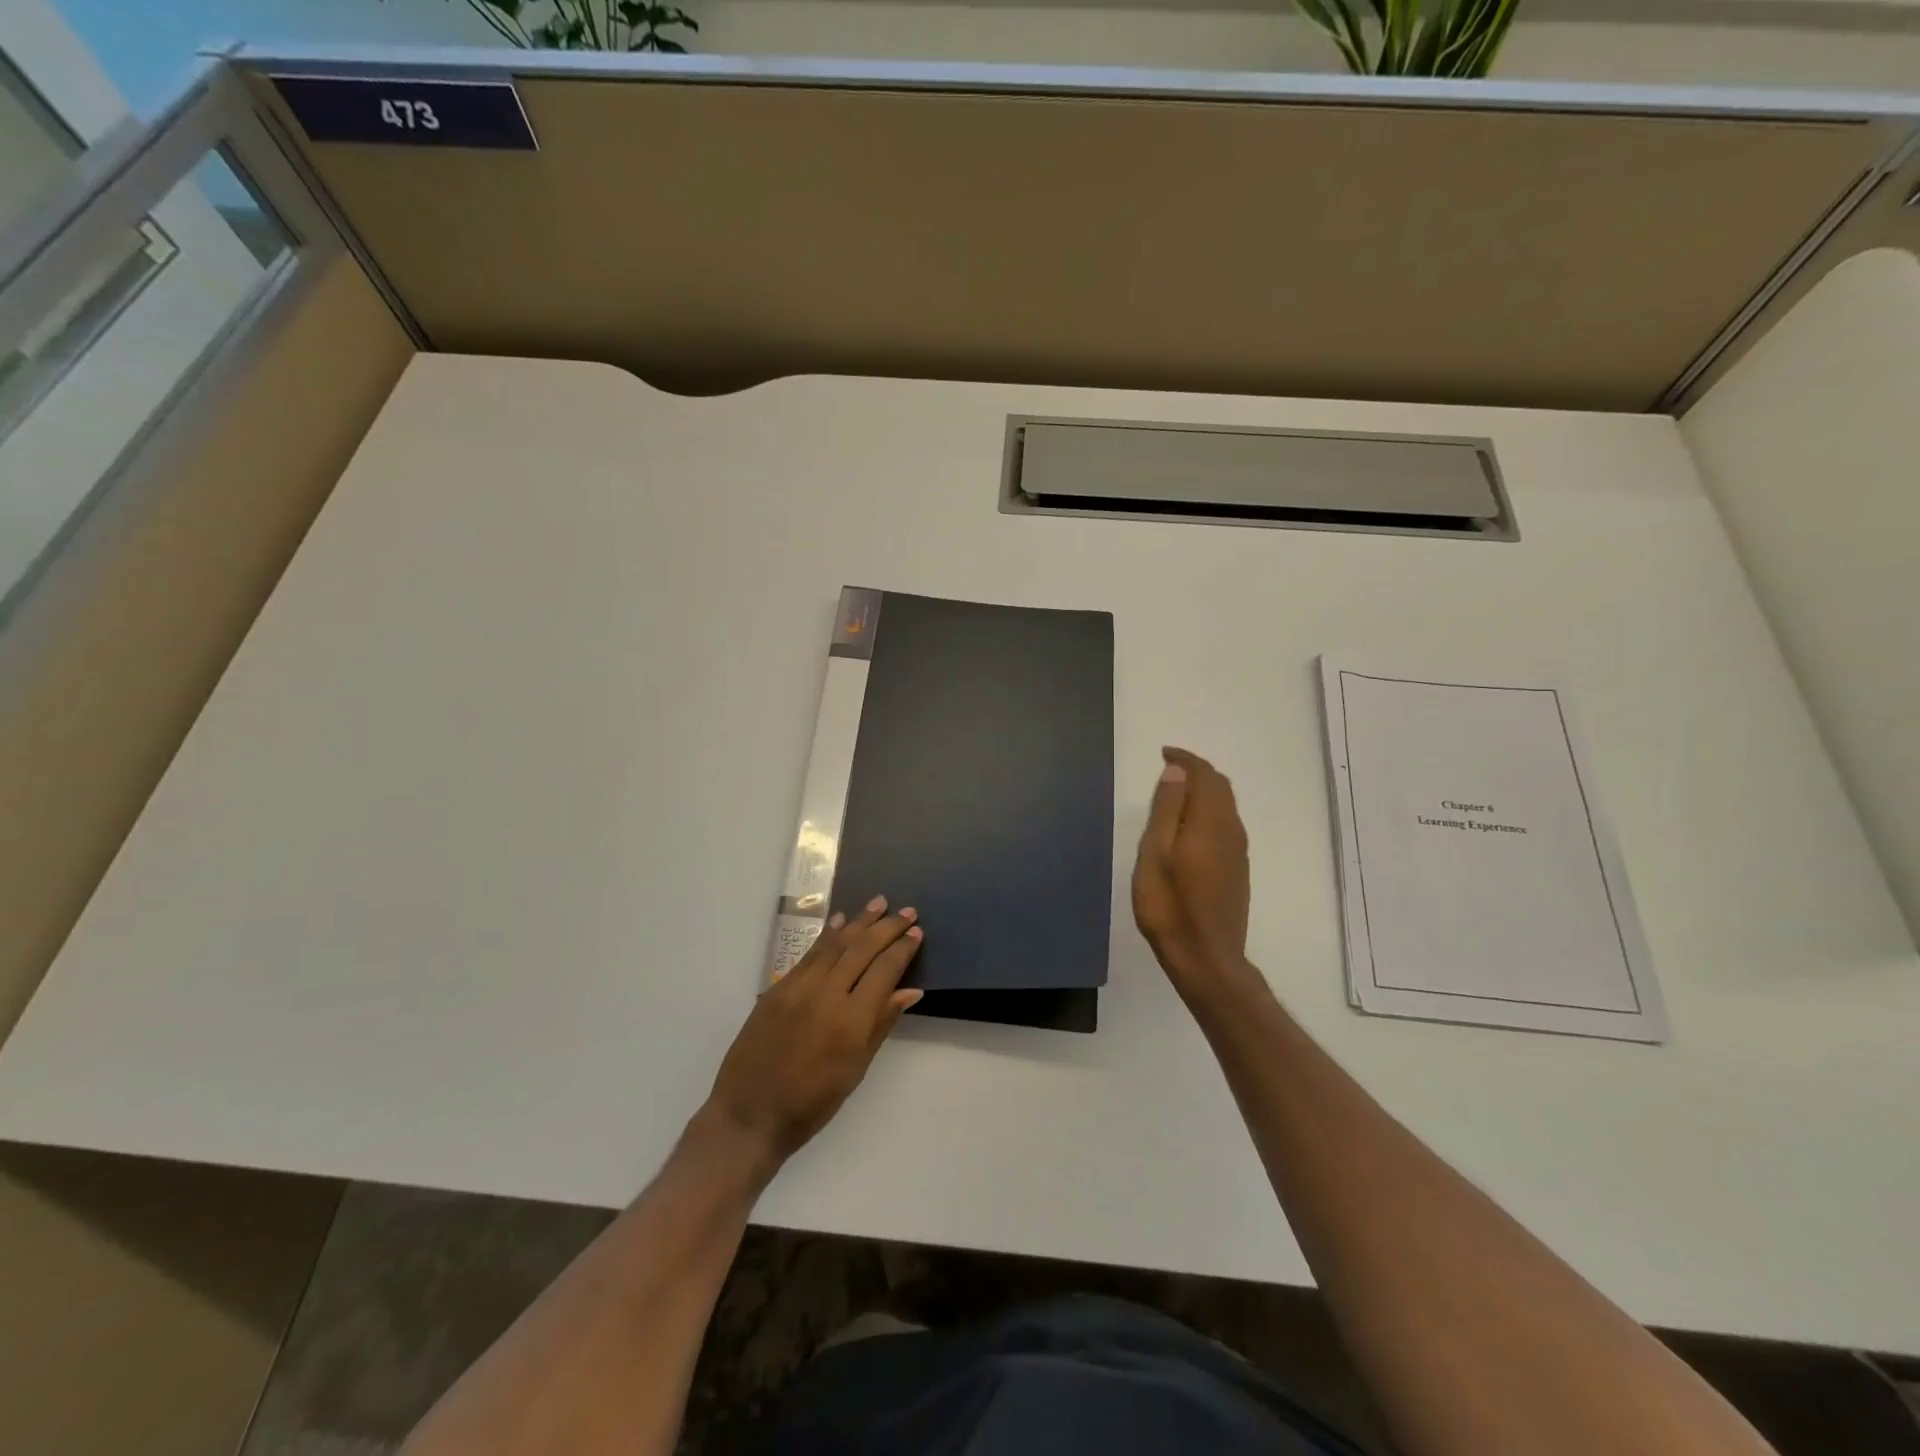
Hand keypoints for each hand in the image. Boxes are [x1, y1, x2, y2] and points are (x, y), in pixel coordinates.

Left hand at [704, 896, 923, 1175]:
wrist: (750, 1115)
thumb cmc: (812, 1104)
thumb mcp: (856, 1069)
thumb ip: (881, 1023)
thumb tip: (910, 990)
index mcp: (851, 1021)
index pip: (884, 971)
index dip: (902, 949)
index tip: (917, 932)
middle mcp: (826, 995)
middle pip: (862, 949)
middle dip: (886, 928)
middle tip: (907, 911)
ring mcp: (798, 988)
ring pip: (835, 944)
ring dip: (859, 921)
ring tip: (879, 903)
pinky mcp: (777, 988)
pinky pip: (809, 954)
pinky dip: (827, 935)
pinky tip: (839, 922)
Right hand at [1132, 747, 1253, 999]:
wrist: (1206, 958)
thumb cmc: (1169, 905)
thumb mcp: (1155, 853)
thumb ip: (1167, 809)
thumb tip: (1177, 772)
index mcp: (1210, 822)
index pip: (1205, 775)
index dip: (1185, 759)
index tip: (1163, 754)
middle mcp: (1231, 830)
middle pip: (1220, 787)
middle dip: (1196, 772)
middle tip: (1167, 771)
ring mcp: (1238, 852)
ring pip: (1225, 806)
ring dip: (1203, 792)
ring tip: (1173, 796)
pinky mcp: (1237, 870)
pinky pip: (1226, 825)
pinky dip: (1207, 812)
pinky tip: (1188, 828)